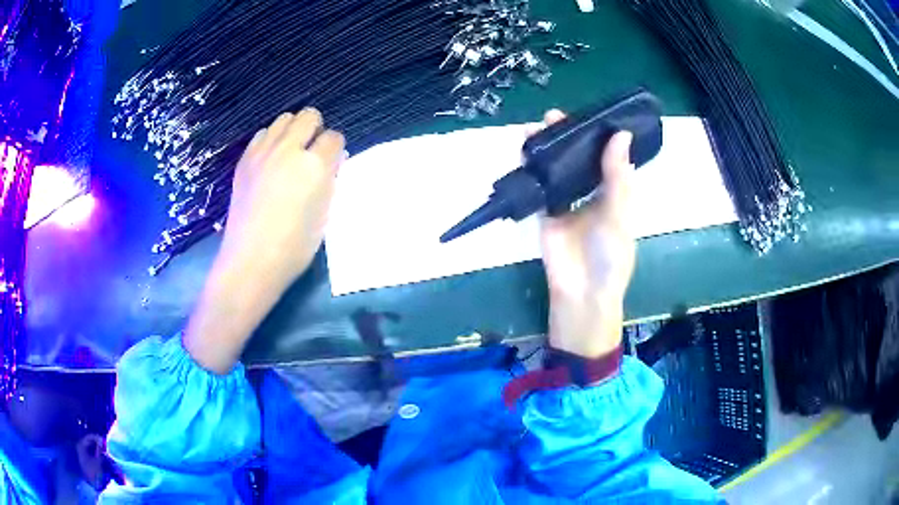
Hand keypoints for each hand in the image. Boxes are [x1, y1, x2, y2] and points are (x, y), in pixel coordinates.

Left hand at [186, 109, 343, 373]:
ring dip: (293, 130)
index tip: (332, 163)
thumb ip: (330, 181)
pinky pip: (262, 134)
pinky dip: (271, 140)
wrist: (251, 260)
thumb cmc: (295, 247)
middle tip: (312, 152)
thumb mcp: (325, 214)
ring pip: (284, 119)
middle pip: (309, 116)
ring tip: (291, 153)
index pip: (334, 137)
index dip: (336, 149)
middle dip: (316, 129)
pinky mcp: (245, 160)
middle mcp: (289, 149)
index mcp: (314, 166)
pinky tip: (271, 161)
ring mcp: (263, 152)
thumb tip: (331, 163)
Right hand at [535, 110, 635, 357]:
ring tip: (536, 127)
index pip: (605, 158)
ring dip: (547, 149)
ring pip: (555, 169)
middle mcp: (589, 194)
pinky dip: (531, 169)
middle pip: (577, 159)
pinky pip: (538, 187)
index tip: (587, 114)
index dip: (597, 136)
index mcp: (612, 194)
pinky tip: (526, 151)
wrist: (582, 294)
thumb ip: (617, 176)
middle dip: (566, 137)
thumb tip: (620, 135)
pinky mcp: (544, 214)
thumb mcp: (619, 215)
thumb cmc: (609, 257)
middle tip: (553, 116)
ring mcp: (565, 203)